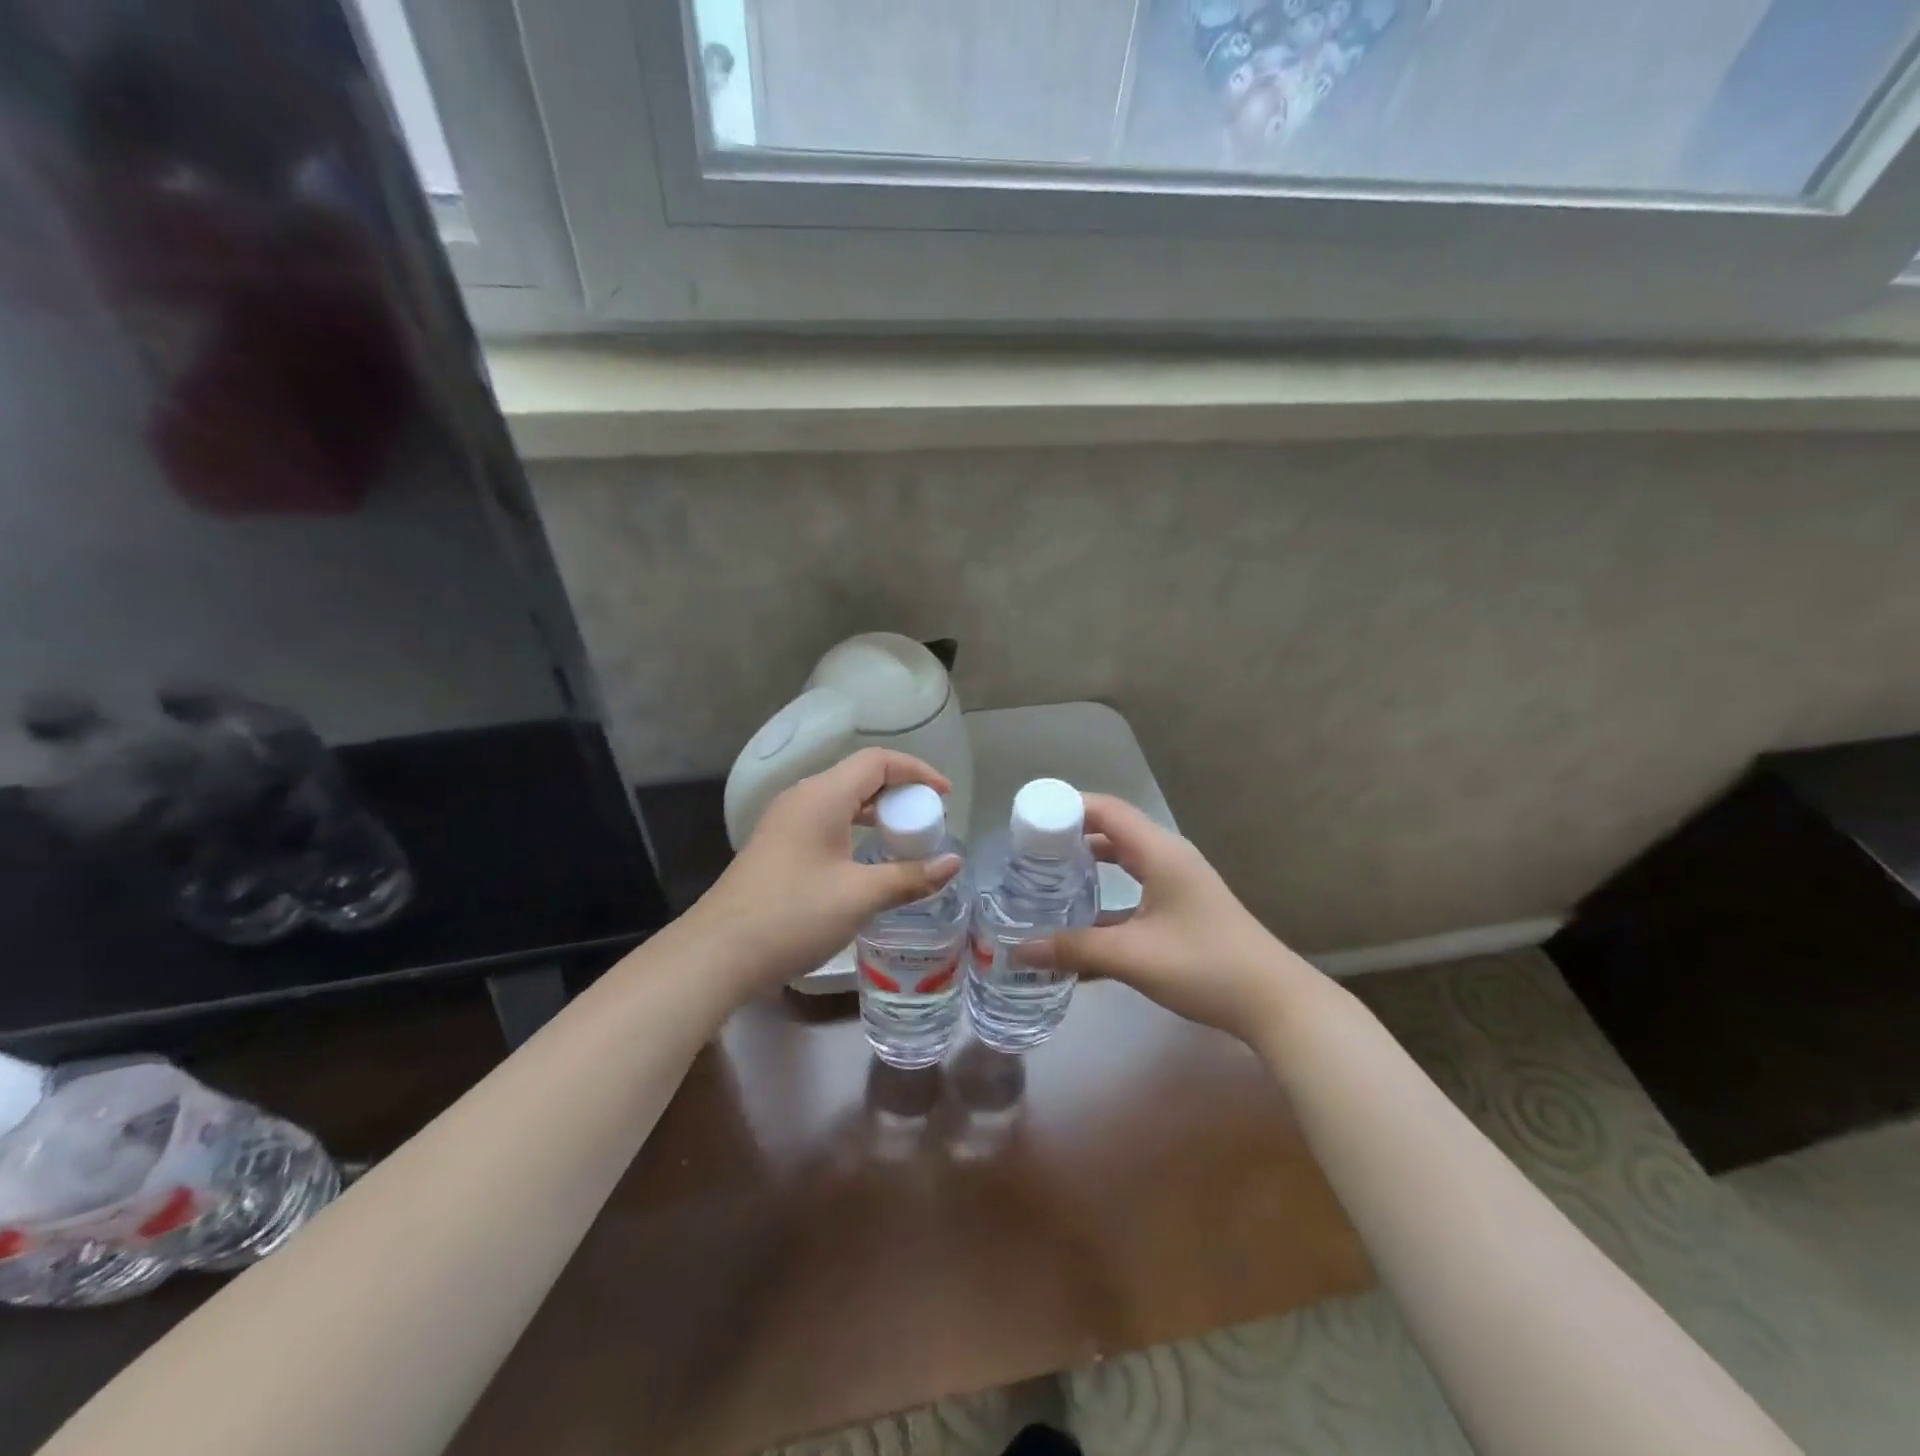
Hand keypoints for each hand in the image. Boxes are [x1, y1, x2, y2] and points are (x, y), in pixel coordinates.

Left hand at [688, 749, 962, 993]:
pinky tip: (868, 861)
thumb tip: (954, 862)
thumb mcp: (860, 896)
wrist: (718, 953)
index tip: (945, 796)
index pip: (877, 761)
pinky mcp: (778, 846)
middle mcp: (802, 798)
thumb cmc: (793, 915)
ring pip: (842, 801)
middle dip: (899, 793)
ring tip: (904, 839)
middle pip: (860, 777)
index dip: (916, 771)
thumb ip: (910, 876)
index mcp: (822, 796)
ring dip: (877, 814)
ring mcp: (785, 822)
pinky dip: (855, 830)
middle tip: (927, 822)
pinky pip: (826, 822)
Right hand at [1017, 794, 1309, 1044]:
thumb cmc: (1203, 965)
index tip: (1029, 821)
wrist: (1273, 1002)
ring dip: (1088, 867)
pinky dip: (1107, 896)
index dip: (1067, 807)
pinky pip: (1134, 888)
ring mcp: (1178, 882)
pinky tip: (1080, 923)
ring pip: (1123, 861)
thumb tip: (1021, 950)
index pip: (1106, 810)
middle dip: (1070, 837)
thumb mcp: (1133, 956)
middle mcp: (1168, 857)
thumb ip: (1075, 949)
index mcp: (1159, 852)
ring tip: (1046, 880)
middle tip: (1029, 852)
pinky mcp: (1182, 908)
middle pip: (1112, 830)